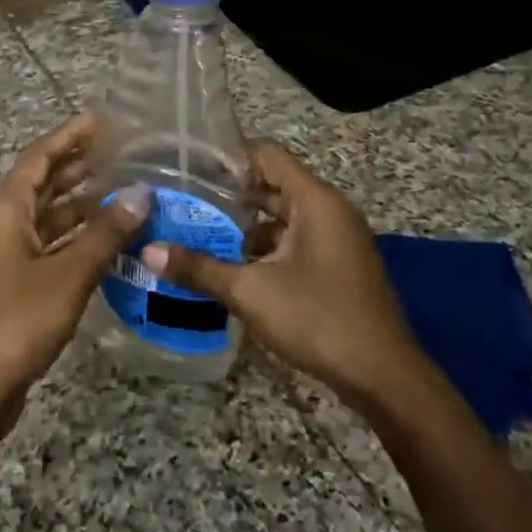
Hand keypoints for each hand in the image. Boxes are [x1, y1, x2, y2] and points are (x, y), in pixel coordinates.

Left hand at [0, 115, 148, 427]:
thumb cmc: (16, 321)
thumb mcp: (68, 274)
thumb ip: (105, 234)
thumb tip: (142, 194)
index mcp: (8, 212)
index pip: (38, 158)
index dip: (68, 136)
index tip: (100, 121)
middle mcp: (8, 227)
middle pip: (45, 185)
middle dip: (79, 166)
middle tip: (123, 153)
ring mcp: (14, 258)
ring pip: (53, 219)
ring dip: (85, 205)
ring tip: (127, 192)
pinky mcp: (23, 286)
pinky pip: (57, 248)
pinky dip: (83, 240)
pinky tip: (114, 243)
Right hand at [143, 141, 418, 403]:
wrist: (383, 376)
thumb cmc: (318, 318)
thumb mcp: (250, 291)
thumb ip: (199, 268)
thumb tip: (149, 250)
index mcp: (316, 201)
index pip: (268, 155)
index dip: (229, 158)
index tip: (190, 170)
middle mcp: (330, 211)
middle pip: (274, 186)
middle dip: (231, 195)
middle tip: (185, 202)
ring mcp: (337, 240)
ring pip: (283, 218)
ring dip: (245, 227)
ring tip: (200, 236)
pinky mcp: (338, 266)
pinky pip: (295, 242)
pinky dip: (265, 249)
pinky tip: (233, 268)